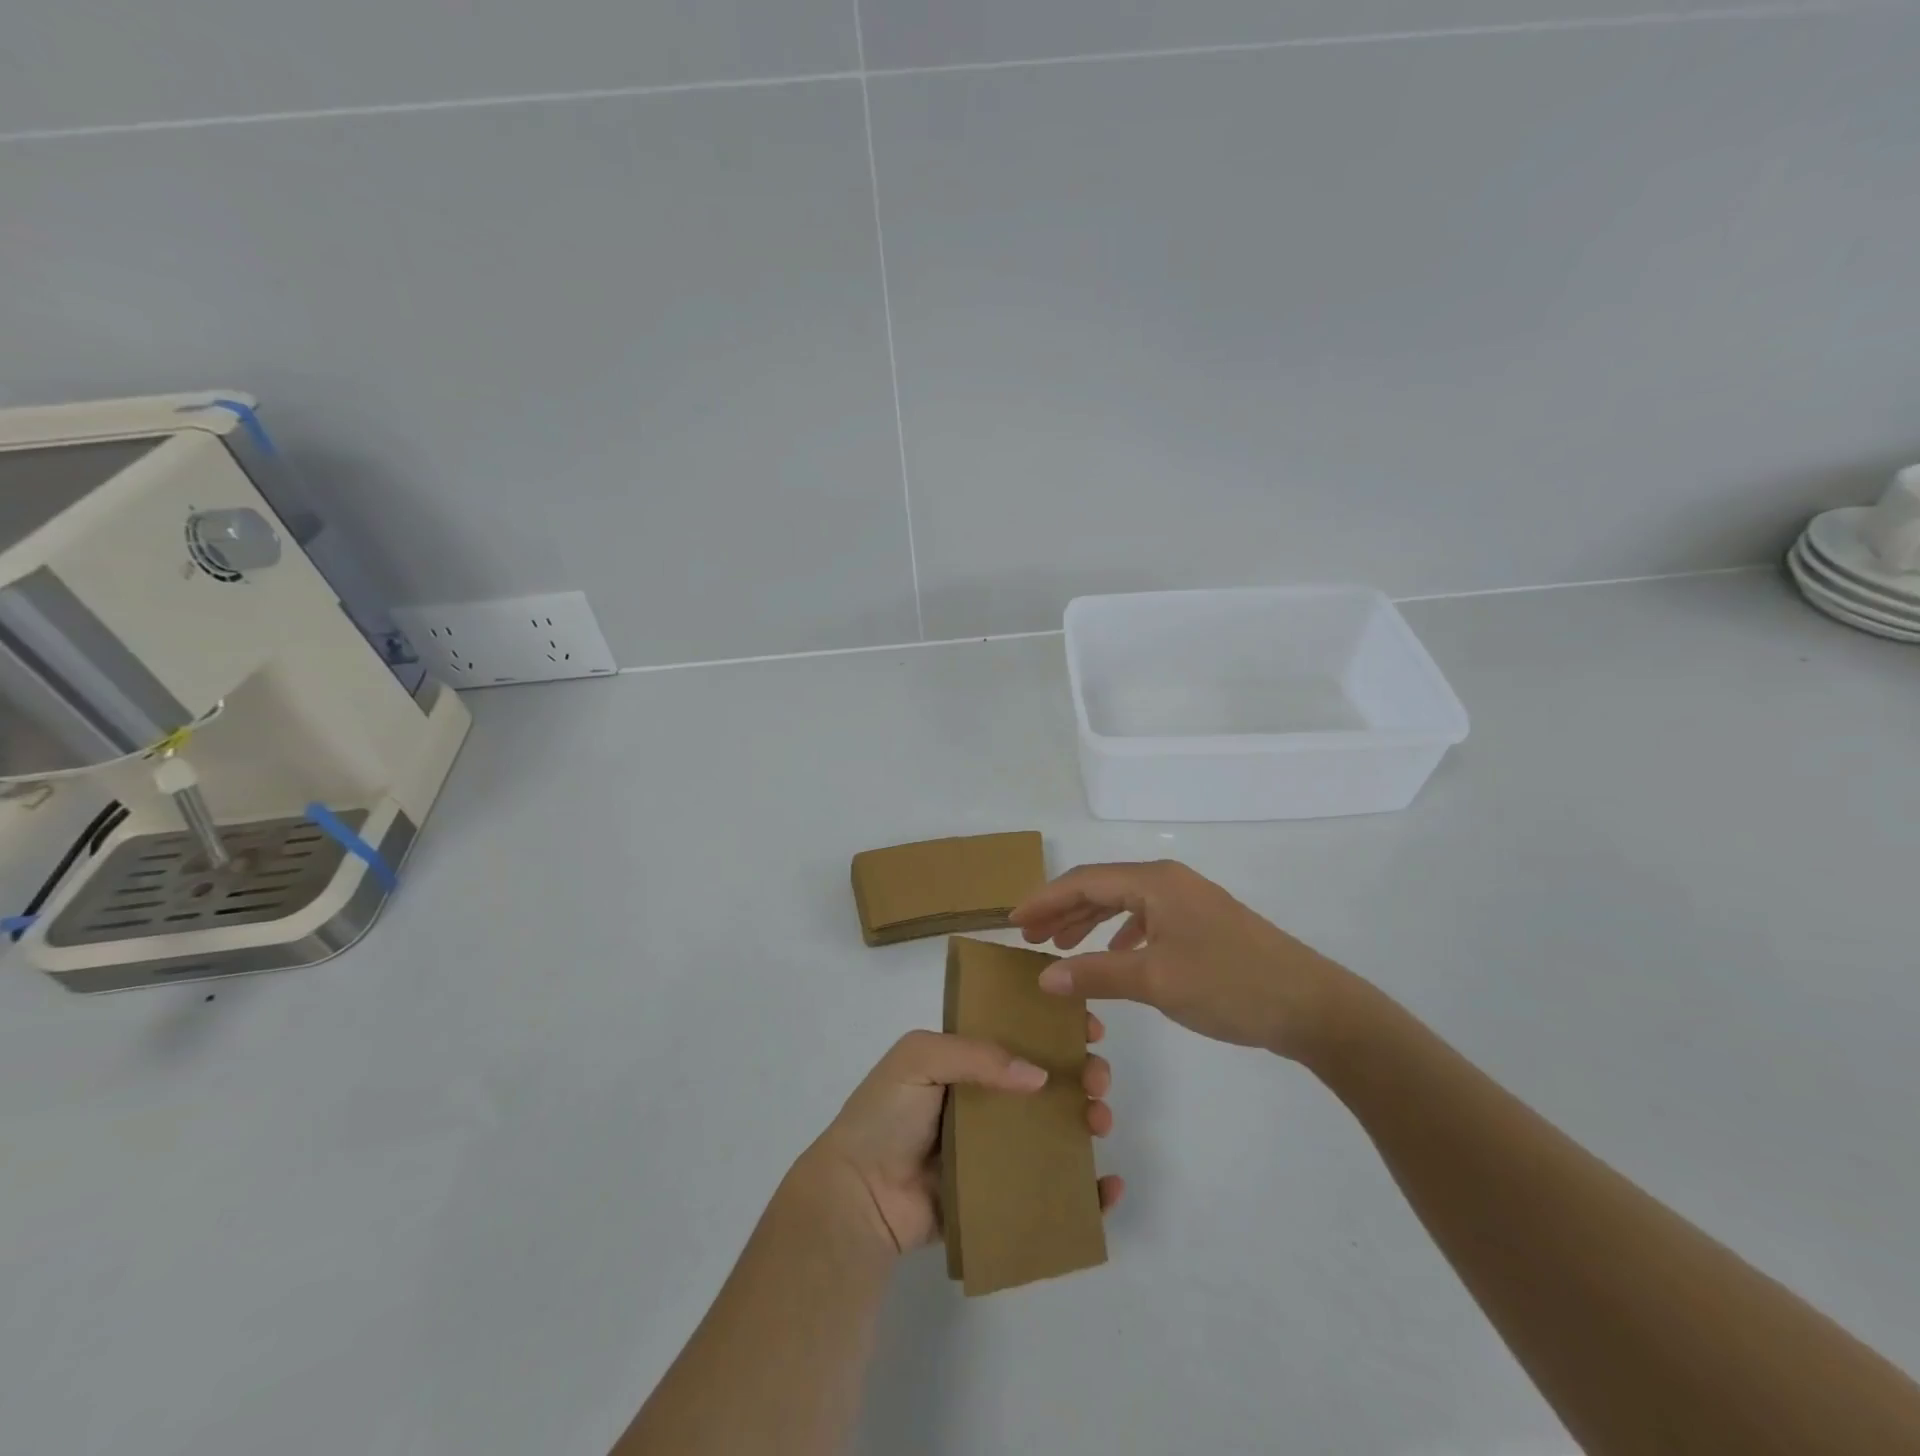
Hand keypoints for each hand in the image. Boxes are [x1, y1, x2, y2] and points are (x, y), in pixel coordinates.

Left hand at [798, 1026, 1124, 1257]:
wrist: (858, 1197)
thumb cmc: (885, 1116)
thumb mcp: (920, 1058)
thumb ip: (977, 1055)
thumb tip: (1039, 1075)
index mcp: (965, 1061)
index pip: (1019, 1035)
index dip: (1055, 1029)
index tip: (1089, 1028)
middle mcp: (984, 1100)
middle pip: (1047, 1081)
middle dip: (1082, 1073)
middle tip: (1097, 1080)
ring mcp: (995, 1149)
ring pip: (1055, 1129)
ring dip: (1088, 1120)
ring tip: (1099, 1122)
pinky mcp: (1001, 1195)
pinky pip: (1050, 1189)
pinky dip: (1086, 1190)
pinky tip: (1108, 1186)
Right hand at [1011, 860, 1355, 1059]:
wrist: (1312, 1006)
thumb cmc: (1228, 984)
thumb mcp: (1155, 979)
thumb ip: (1096, 973)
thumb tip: (1045, 976)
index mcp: (1154, 882)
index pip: (1084, 881)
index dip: (1044, 899)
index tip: (1013, 921)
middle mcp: (1169, 882)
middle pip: (1102, 887)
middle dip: (1063, 910)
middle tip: (1030, 937)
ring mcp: (1189, 902)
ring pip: (1124, 903)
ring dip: (1089, 922)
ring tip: (1061, 946)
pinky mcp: (1204, 925)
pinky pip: (1147, 919)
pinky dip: (1120, 934)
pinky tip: (1114, 955)